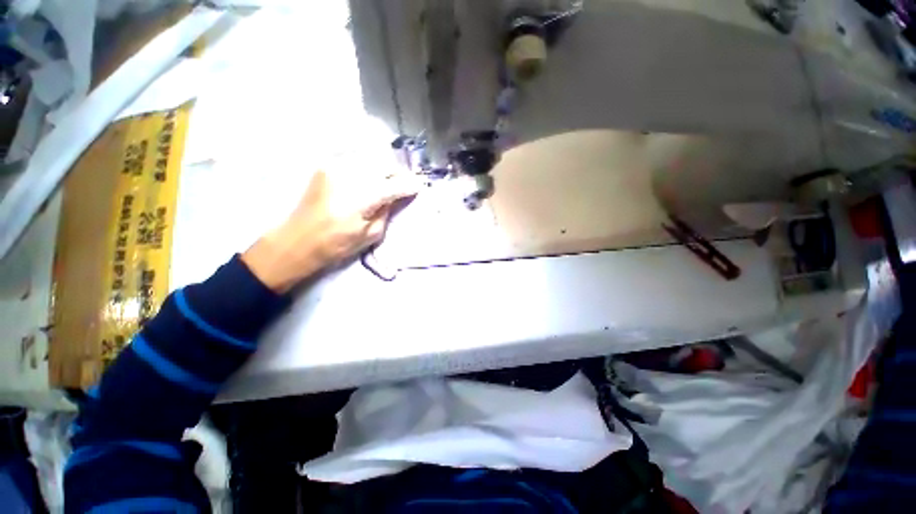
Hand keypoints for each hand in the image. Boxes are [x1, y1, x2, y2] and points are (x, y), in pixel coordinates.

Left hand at [242, 168, 418, 292]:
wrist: (297, 240)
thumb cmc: (336, 245)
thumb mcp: (370, 236)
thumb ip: (387, 212)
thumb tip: (397, 196)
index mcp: (359, 200)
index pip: (393, 186)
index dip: (409, 185)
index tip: (419, 186)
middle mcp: (347, 177)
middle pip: (383, 165)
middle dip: (397, 173)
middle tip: (404, 183)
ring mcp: (334, 168)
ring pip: (371, 159)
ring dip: (383, 168)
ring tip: (388, 180)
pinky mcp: (326, 166)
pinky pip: (356, 160)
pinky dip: (368, 166)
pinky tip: (370, 177)